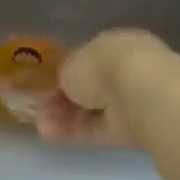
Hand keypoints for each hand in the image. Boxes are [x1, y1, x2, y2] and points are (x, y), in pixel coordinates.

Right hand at [37, 28, 173, 145]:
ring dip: (65, 117)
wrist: (139, 94)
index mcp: (115, 44)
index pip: (87, 60)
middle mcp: (127, 69)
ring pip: (93, 110)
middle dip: (63, 100)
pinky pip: (99, 128)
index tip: (45, 86)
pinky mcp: (133, 127)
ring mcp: (133, 100)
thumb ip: (65, 75)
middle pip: (90, 88)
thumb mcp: (70, 64)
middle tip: (39, 109)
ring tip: (40, 125)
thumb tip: (64, 86)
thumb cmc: (102, 66)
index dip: (64, 74)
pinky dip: (75, 131)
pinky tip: (50, 134)